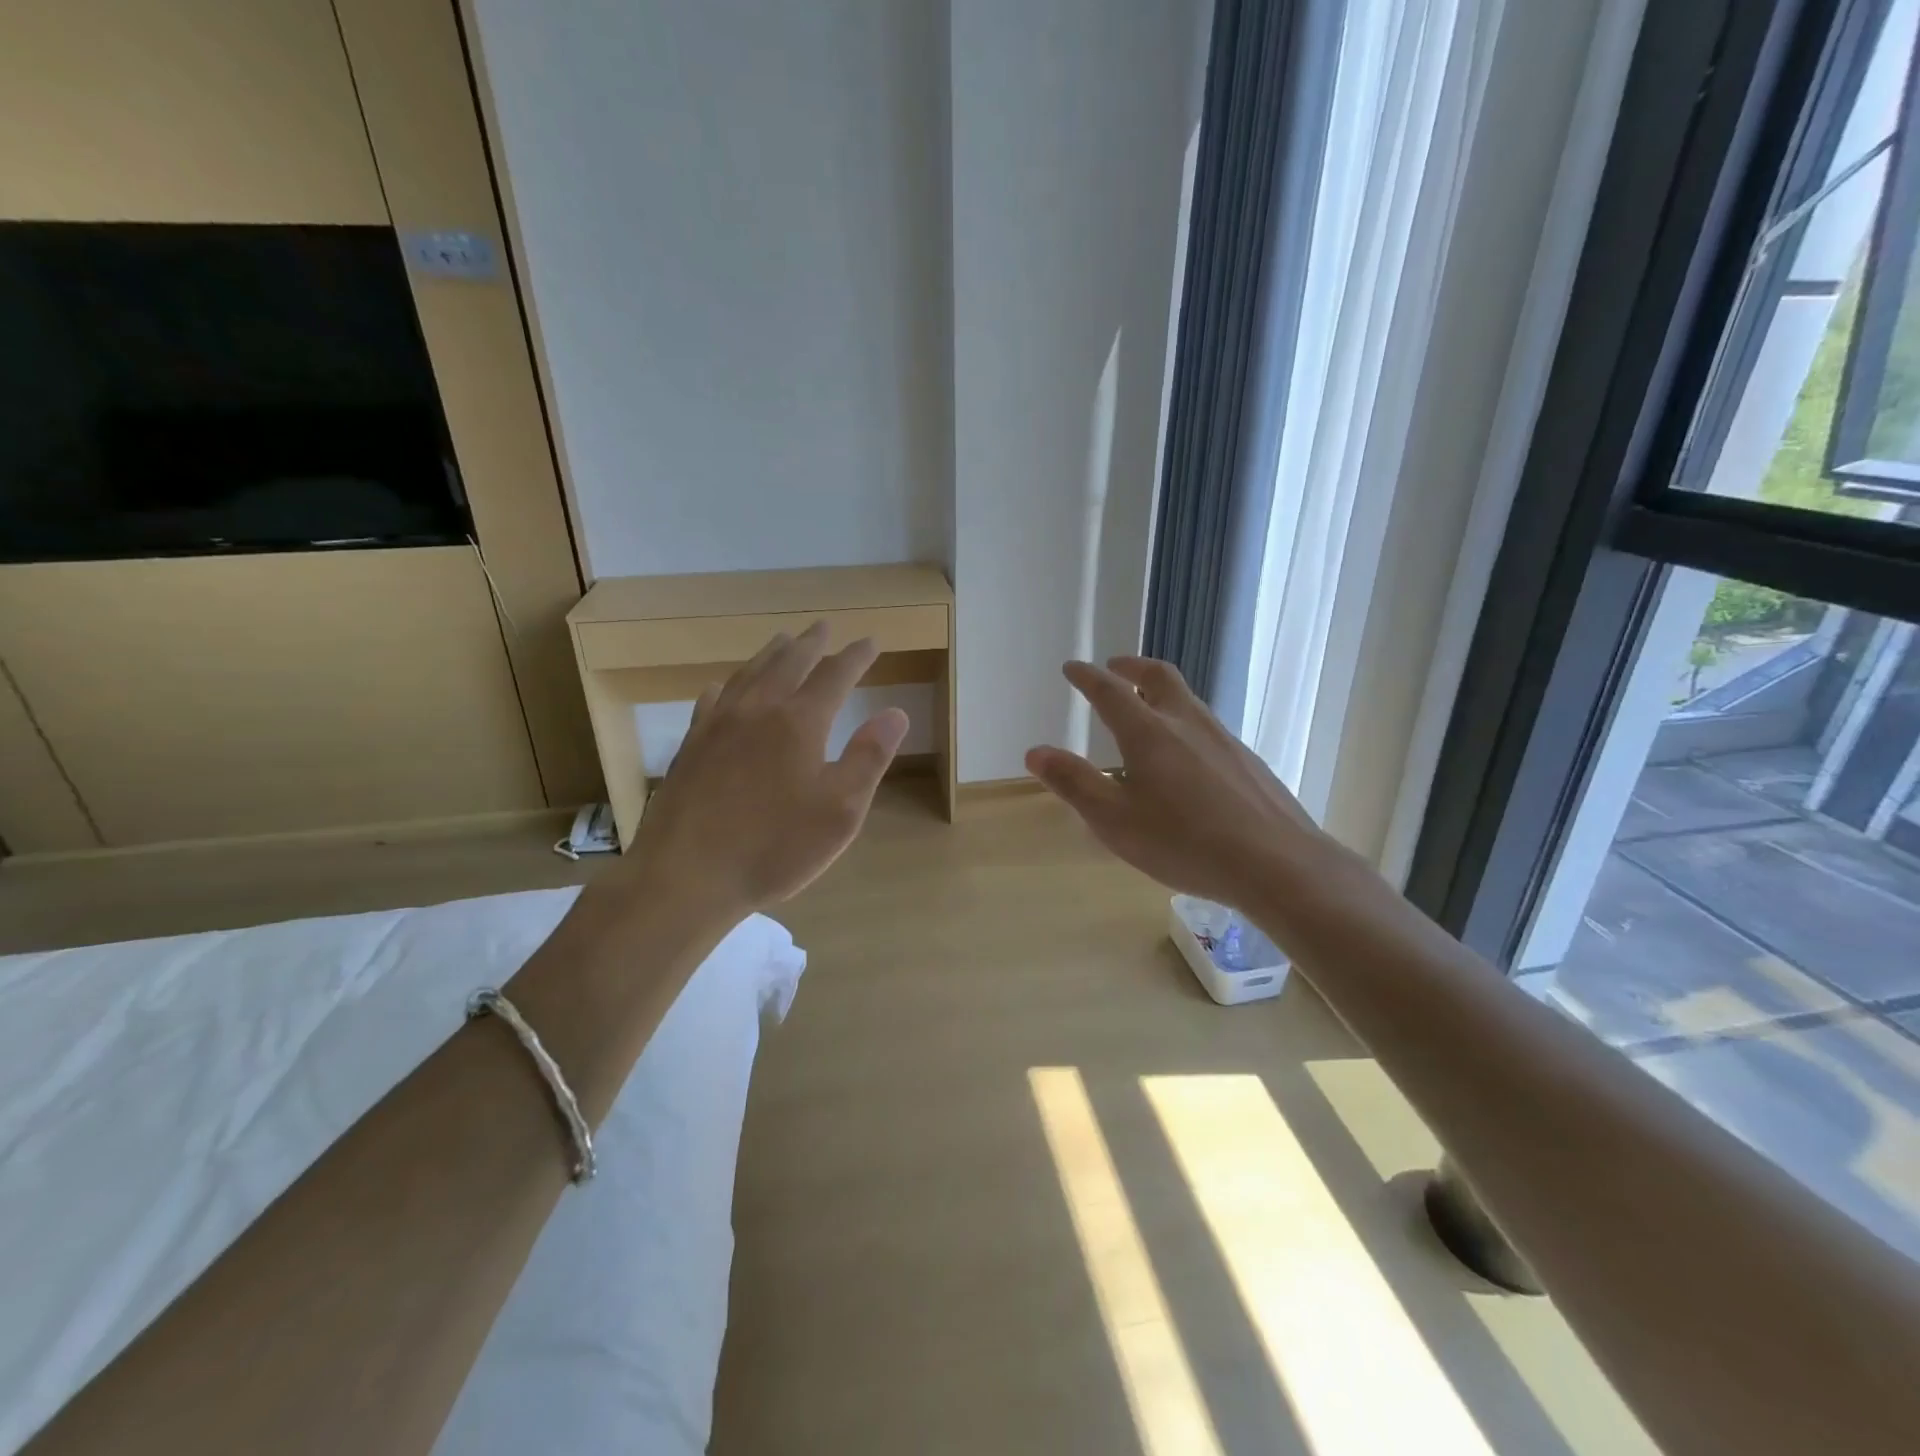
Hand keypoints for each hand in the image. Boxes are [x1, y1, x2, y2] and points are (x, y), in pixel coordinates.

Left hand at [619, 622, 908, 921]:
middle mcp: (759, 709)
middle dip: (813, 643)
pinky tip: (727, 686)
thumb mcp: (840, 811)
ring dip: (772, 653)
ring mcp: (719, 724)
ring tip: (785, 641)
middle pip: (790, 662)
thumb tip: (895, 712)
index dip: (857, 656)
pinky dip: (730, 684)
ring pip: (750, 673)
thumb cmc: (775, 847)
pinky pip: (714, 699)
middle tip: (826, 627)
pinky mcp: (692, 745)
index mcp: (800, 722)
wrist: (687, 875)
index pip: (836, 675)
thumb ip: (869, 757)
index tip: (871, 642)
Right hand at [1025, 656, 1338, 912]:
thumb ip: (1074, 783)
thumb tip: (1036, 751)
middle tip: (1115, 666)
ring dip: (1161, 692)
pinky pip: (1207, 728)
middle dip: (1132, 667)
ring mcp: (1223, 739)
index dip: (1087, 677)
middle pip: (1159, 677)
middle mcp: (1187, 723)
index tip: (1073, 668)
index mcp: (1148, 733)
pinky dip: (1184, 723)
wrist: (1276, 863)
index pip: (1110, 691)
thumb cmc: (1183, 842)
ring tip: (1147, 709)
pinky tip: (1187, 757)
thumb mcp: (1114, 820)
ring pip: (1187, 701)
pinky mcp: (1247, 761)